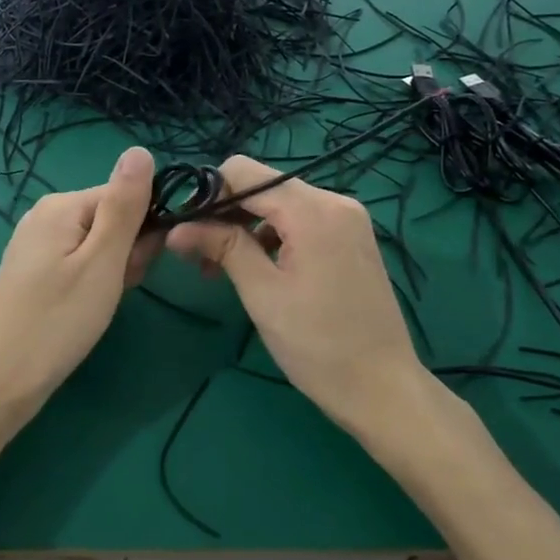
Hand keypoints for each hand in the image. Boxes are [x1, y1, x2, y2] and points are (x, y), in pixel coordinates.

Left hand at [0, 146, 159, 423]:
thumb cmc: (57, 321)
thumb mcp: (102, 262)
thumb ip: (125, 206)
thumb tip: (141, 150)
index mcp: (62, 205)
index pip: (126, 196)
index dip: (143, 231)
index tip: (137, 268)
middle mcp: (46, 215)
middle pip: (111, 218)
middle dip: (126, 254)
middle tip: (114, 290)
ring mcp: (35, 244)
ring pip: (98, 244)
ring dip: (112, 272)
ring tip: (98, 305)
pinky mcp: (33, 271)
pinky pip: (78, 262)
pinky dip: (91, 283)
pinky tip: (85, 309)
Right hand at [165, 156, 425, 432]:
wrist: (383, 389)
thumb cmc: (318, 345)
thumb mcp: (262, 294)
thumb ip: (222, 247)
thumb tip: (176, 227)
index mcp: (313, 210)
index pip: (243, 171)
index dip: (209, 194)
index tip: (188, 229)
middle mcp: (334, 201)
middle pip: (262, 184)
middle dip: (225, 213)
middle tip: (198, 255)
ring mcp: (347, 218)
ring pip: (279, 203)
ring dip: (246, 227)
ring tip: (221, 269)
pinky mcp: (351, 237)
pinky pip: (301, 220)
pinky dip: (272, 235)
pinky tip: (257, 268)